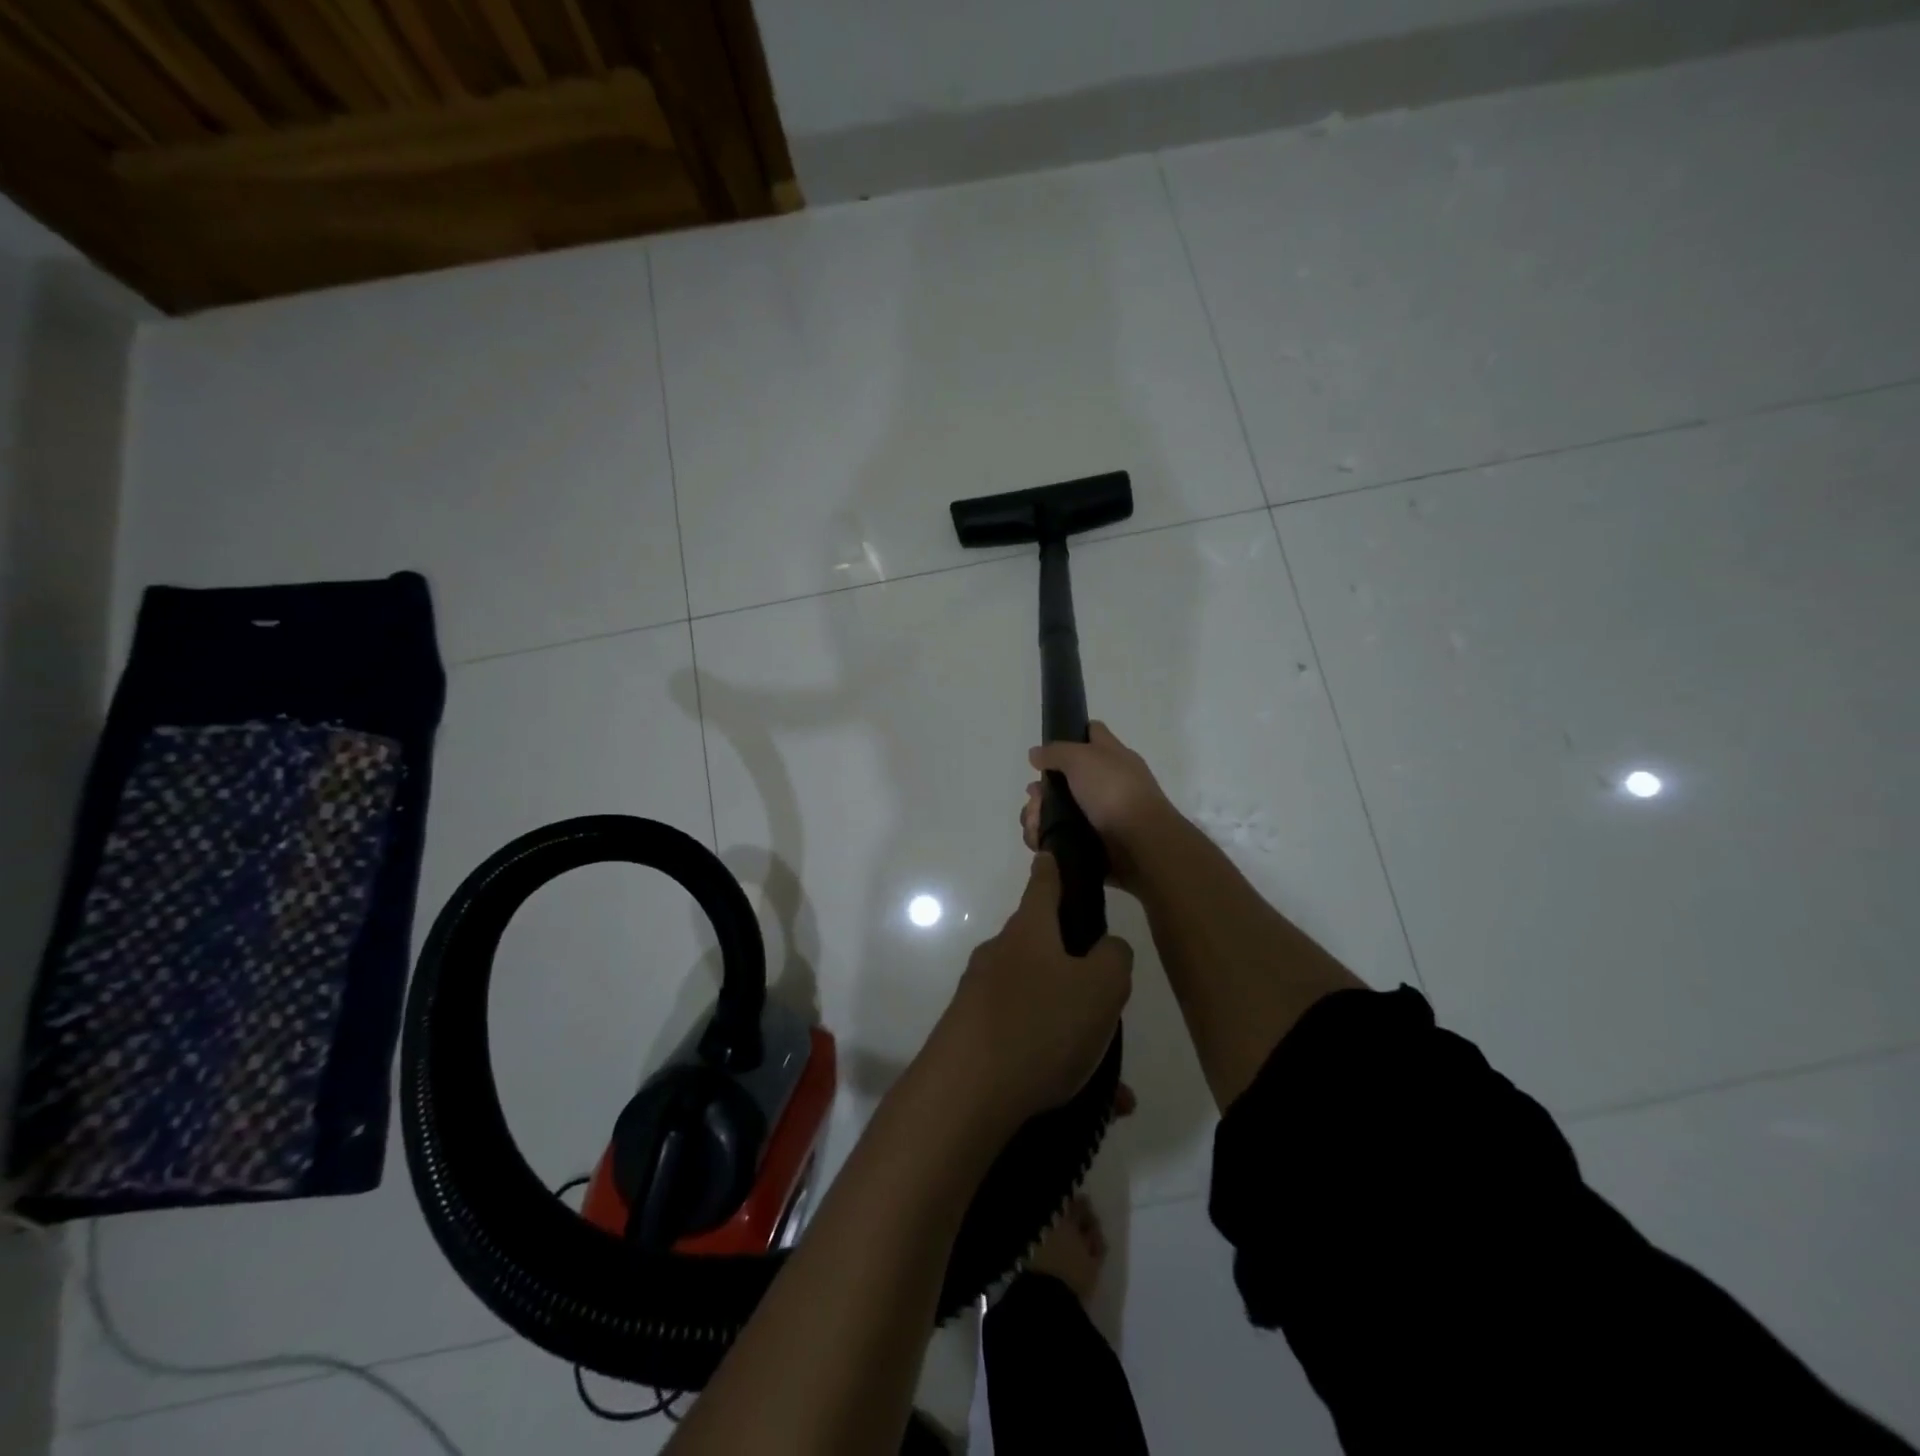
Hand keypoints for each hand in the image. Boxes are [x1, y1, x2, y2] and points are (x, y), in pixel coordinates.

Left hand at [930, 854, 1132, 1129]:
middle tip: (1105, 995)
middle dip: (1073, 967)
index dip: (1051, 869)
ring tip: (1108, 1073)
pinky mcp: (971, 1036)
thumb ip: (1114, 958)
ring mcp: (980, 996)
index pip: (1042, 886)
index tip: (1048, 853)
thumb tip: (1107, 949)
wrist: (965, 1093)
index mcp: (1028, 932)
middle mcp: (999, 955)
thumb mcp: (1102, 988)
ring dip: (1071, 1028)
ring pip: (1039, 1003)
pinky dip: (1055, 1061)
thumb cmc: (1040, 1025)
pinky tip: (1091, 1103)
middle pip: (1040, 947)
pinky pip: (1025, 1041)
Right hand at [1022, 722, 1173, 892]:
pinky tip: (1039, 840)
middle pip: (1064, 779)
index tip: (1046, 749)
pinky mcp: (1092, 843)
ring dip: (1037, 816)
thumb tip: (1035, 754)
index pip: (1092, 733)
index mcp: (1111, 756)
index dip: (1070, 734)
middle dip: (1040, 790)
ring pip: (1056, 811)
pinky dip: (1045, 839)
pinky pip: (1060, 837)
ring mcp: (1099, 815)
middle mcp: (1106, 783)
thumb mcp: (1082, 758)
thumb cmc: (1114, 791)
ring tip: (1035, 825)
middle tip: (1034, 798)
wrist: (1140, 844)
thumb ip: (1055, 752)